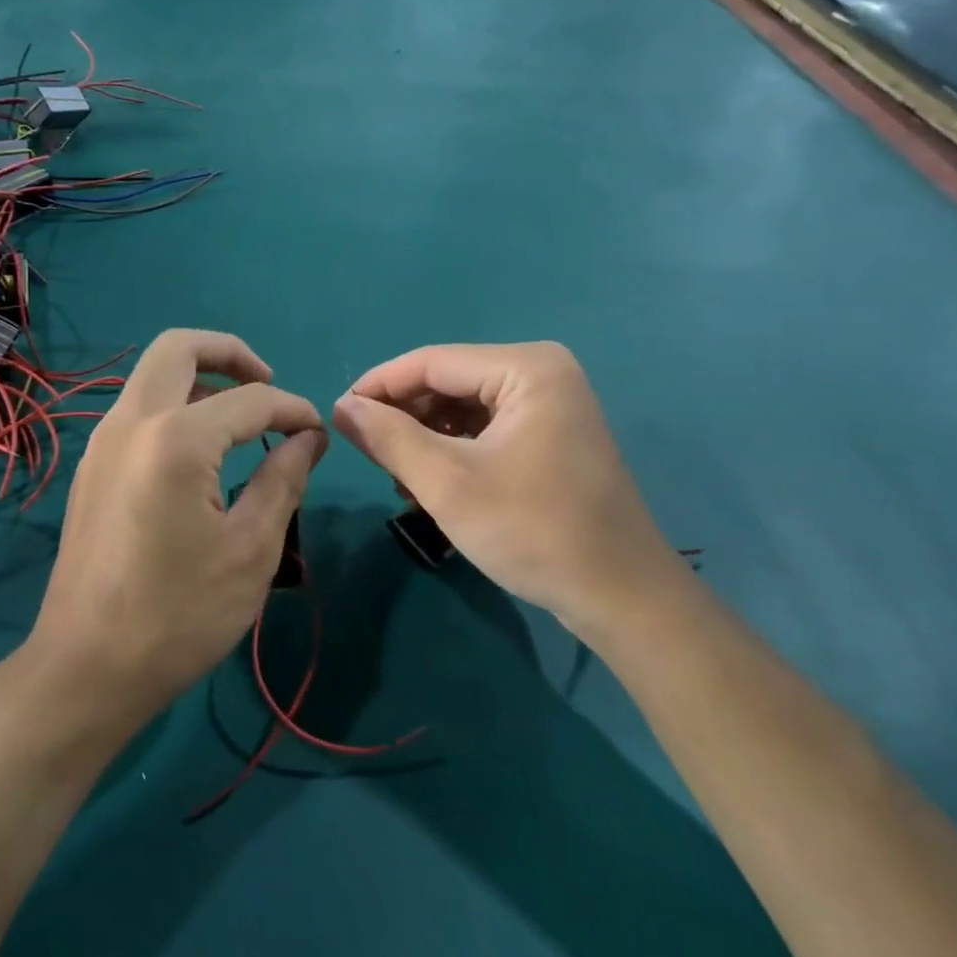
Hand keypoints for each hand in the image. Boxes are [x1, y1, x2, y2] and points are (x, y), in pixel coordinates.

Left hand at [29, 330, 326, 717]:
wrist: (85, 669)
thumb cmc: (178, 615)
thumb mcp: (251, 551)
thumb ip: (284, 480)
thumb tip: (307, 438)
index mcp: (176, 440)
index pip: (251, 400)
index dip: (293, 409)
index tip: (318, 433)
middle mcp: (131, 423)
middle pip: (179, 347)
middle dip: (231, 353)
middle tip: (268, 384)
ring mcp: (102, 443)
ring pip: (152, 375)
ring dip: (200, 377)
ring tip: (242, 417)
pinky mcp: (92, 468)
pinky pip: (138, 409)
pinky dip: (175, 405)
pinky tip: (203, 451)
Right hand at [332, 342, 678, 635]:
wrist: (620, 595)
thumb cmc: (534, 531)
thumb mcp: (448, 483)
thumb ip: (389, 438)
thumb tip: (341, 406)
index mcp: (527, 367)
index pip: (432, 361)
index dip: (378, 386)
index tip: (336, 415)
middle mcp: (542, 373)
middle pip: (449, 382)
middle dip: (404, 417)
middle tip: (366, 455)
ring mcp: (551, 404)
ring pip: (465, 408)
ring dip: (426, 438)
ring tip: (398, 477)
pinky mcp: (551, 435)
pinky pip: (487, 429)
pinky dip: (454, 451)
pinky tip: (432, 483)